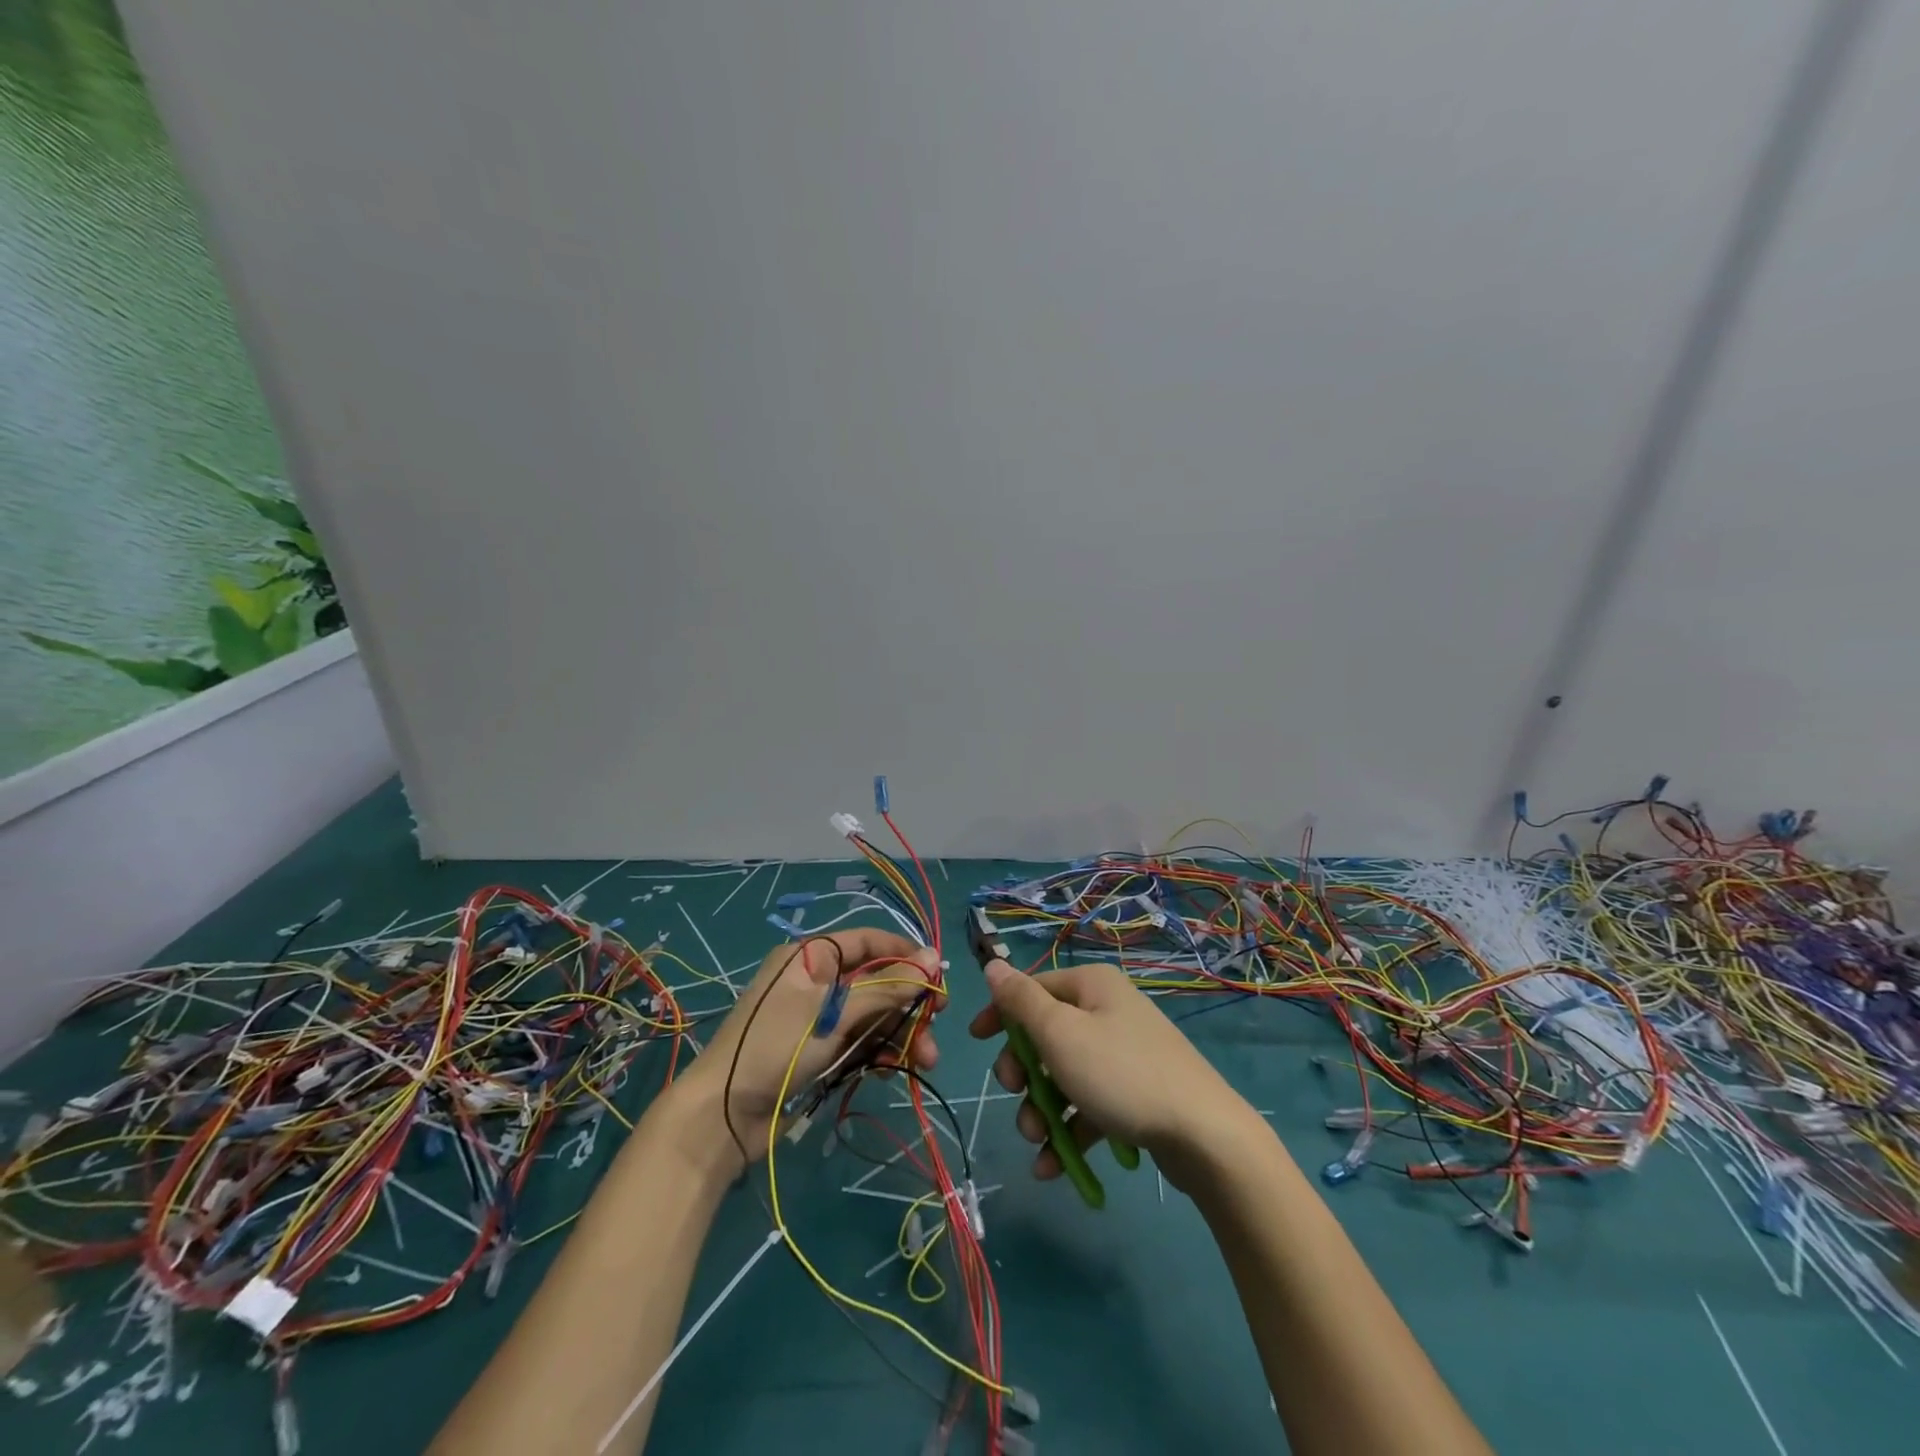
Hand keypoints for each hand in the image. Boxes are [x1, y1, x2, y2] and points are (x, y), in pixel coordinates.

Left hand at [680, 929, 943, 1169]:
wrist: (722, 1114)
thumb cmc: (777, 1047)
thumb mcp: (835, 1014)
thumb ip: (886, 988)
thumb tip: (933, 959)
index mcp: (812, 956)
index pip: (869, 941)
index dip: (905, 953)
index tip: (938, 974)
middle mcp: (817, 980)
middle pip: (876, 981)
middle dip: (907, 1003)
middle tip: (936, 1023)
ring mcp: (818, 1017)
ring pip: (873, 1015)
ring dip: (900, 1033)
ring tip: (925, 1060)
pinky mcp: (819, 1050)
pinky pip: (860, 1041)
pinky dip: (880, 1052)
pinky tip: (895, 1069)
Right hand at [968, 959, 1256, 1188]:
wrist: (1205, 1135)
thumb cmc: (1121, 1074)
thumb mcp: (1060, 1033)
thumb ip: (1020, 1001)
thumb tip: (993, 964)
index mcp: (1091, 986)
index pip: (1031, 989)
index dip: (1000, 1014)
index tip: (975, 1043)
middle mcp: (1108, 1010)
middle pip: (1046, 1035)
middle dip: (1024, 1073)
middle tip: (1016, 1097)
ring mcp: (1124, 1053)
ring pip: (1065, 1076)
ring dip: (1042, 1109)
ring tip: (1038, 1143)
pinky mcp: (1136, 1093)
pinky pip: (1090, 1104)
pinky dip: (1069, 1130)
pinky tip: (1052, 1168)